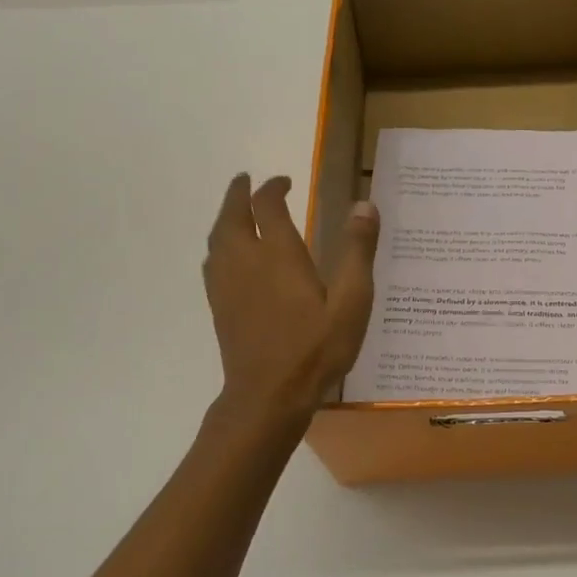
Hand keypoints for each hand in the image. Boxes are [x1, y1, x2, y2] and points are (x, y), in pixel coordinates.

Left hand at [203, 173, 379, 423]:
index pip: (269, 206)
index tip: (284, 182)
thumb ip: (357, 251)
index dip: (274, 188)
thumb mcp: (351, 301)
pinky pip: (212, 261)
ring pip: (217, 237)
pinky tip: (227, 255)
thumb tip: (364, 204)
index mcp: (279, 254)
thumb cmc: (316, 348)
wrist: (268, 395)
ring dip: (226, 216)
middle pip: (232, 215)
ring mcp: (227, 284)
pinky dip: (219, 244)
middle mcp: (246, 260)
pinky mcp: (219, 306)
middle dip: (239, 194)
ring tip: (236, 210)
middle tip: (246, 181)